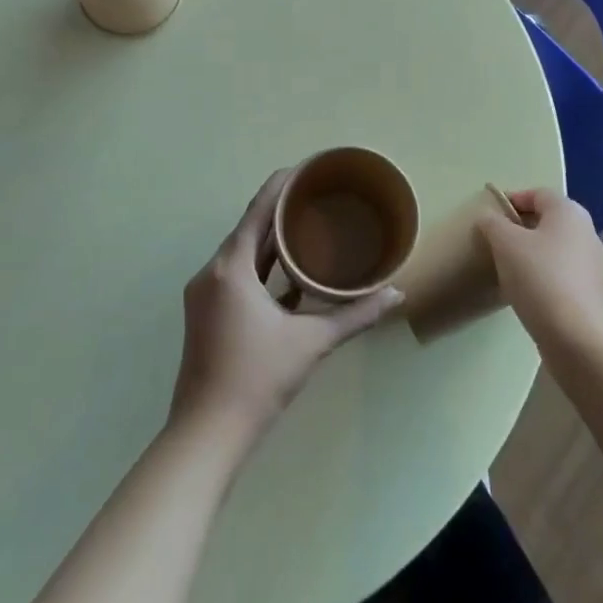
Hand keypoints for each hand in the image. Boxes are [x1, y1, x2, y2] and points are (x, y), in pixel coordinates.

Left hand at [169, 170, 400, 441]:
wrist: (206, 436)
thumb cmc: (257, 378)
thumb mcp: (311, 342)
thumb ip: (355, 315)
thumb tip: (397, 295)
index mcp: (231, 268)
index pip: (258, 211)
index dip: (281, 184)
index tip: (306, 167)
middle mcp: (212, 273)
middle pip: (249, 229)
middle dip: (280, 210)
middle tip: (316, 194)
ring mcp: (206, 296)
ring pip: (243, 255)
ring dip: (271, 241)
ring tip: (308, 227)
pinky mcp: (207, 316)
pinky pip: (238, 277)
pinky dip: (262, 270)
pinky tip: (292, 277)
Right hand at [476, 188, 602, 346]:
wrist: (575, 336)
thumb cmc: (539, 277)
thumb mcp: (505, 243)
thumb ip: (493, 223)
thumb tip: (488, 218)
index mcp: (569, 211)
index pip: (537, 194)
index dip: (512, 200)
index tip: (489, 217)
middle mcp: (585, 230)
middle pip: (546, 219)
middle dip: (519, 227)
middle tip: (495, 241)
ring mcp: (590, 262)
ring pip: (553, 246)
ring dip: (530, 251)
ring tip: (506, 266)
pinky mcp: (589, 289)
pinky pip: (559, 269)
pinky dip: (541, 272)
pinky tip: (525, 288)